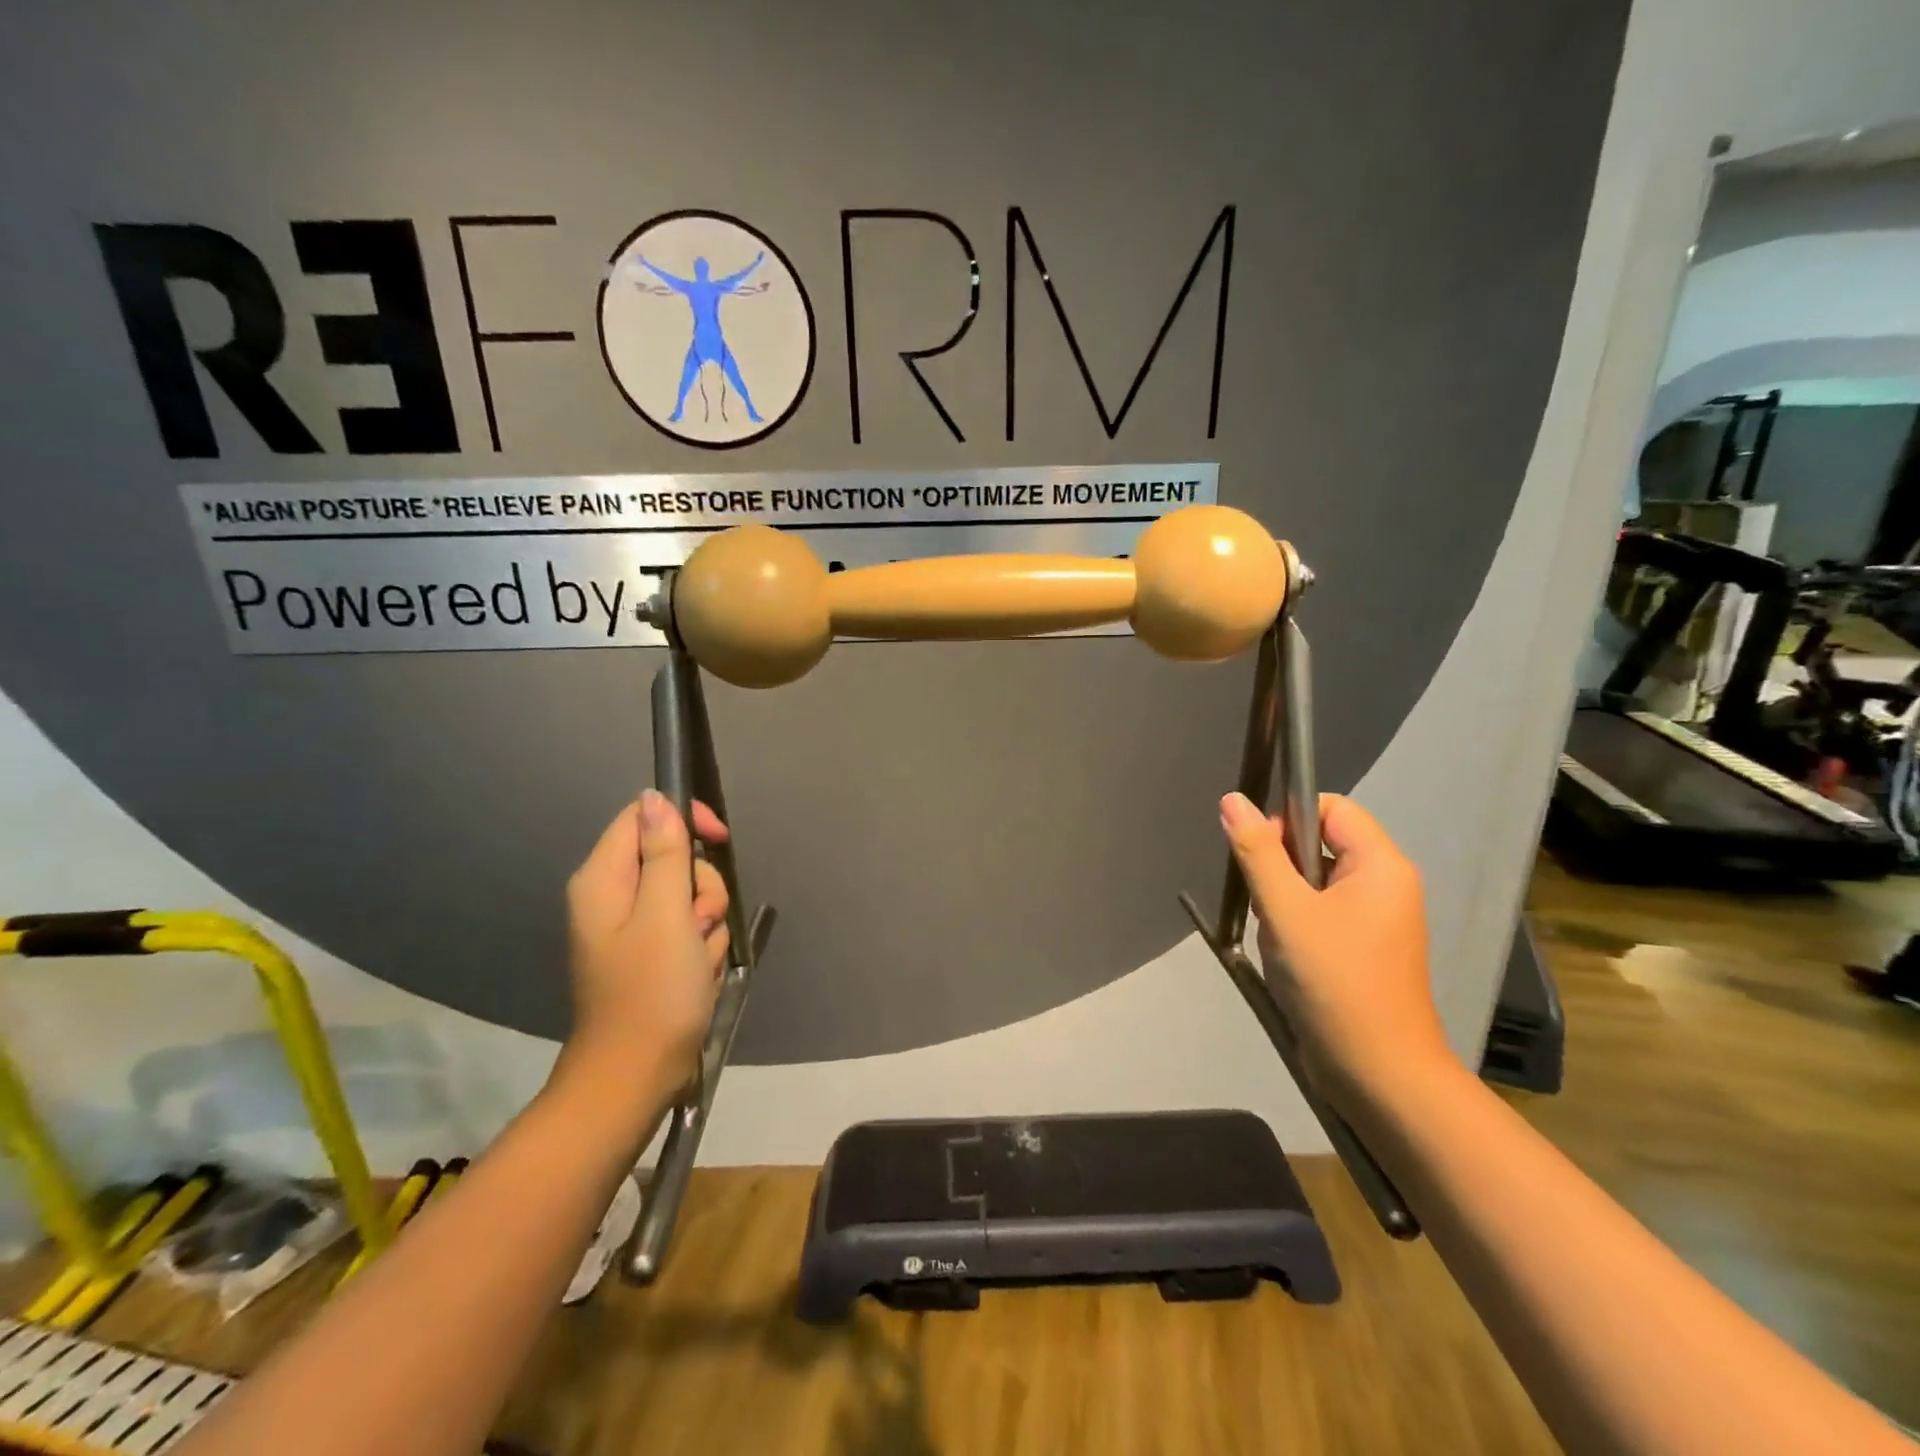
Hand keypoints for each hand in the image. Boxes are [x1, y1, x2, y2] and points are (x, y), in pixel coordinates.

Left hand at [560, 791, 731, 1112]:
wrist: (636, 1077)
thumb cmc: (651, 993)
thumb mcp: (666, 914)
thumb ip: (665, 852)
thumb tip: (655, 796)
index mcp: (605, 879)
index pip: (645, 815)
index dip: (686, 820)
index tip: (719, 841)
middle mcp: (614, 896)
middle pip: (676, 858)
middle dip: (702, 889)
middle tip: (698, 924)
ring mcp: (635, 927)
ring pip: (692, 896)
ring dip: (708, 923)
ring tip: (697, 959)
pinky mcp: (653, 952)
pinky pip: (692, 928)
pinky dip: (704, 947)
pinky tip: (698, 974)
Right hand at [1218, 792, 1450, 1110]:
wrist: (1379, 1075)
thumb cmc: (1335, 982)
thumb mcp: (1285, 911)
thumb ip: (1257, 851)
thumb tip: (1233, 799)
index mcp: (1381, 864)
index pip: (1329, 807)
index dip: (1288, 820)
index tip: (1263, 857)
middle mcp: (1386, 884)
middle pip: (1320, 843)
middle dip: (1282, 869)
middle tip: (1270, 908)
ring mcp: (1378, 920)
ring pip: (1315, 882)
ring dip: (1285, 902)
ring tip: (1280, 940)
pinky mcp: (1364, 949)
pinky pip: (1322, 914)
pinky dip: (1296, 926)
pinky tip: (1288, 958)